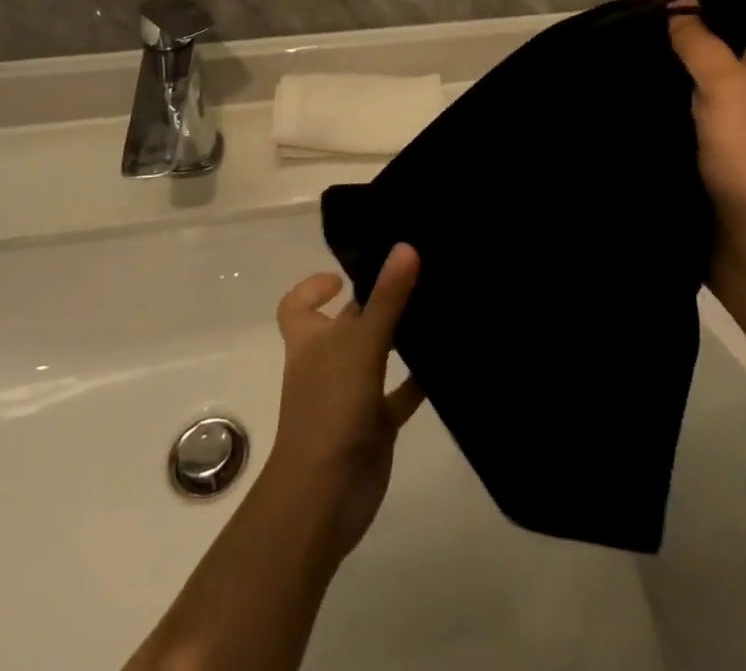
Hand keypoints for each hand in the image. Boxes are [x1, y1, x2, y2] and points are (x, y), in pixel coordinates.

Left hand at [263, 245, 424, 564]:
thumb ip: (385, 298)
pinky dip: (420, 379)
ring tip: (439, 306)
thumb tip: (405, 246)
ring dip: (402, 337)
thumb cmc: (330, 410)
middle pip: (349, 323)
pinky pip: (400, 394)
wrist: (324, 499)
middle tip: (417, 274)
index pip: (297, 305)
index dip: (314, 286)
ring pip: (378, 355)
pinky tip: (448, 360)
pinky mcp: (375, 424)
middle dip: (376, 302)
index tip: (346, 275)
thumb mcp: (360, 345)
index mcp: (309, 340)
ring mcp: (351, 394)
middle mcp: (328, 362)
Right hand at [658, 0, 745, 278]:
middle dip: (686, 26)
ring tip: (632, 53)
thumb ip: (702, 43)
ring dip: (675, 64)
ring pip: (708, 75)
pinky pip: (697, 109)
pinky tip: (641, 94)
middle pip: (727, 38)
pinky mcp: (725, 151)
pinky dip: (673, 97)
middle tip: (639, 24)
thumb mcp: (728, 87)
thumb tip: (681, 13)